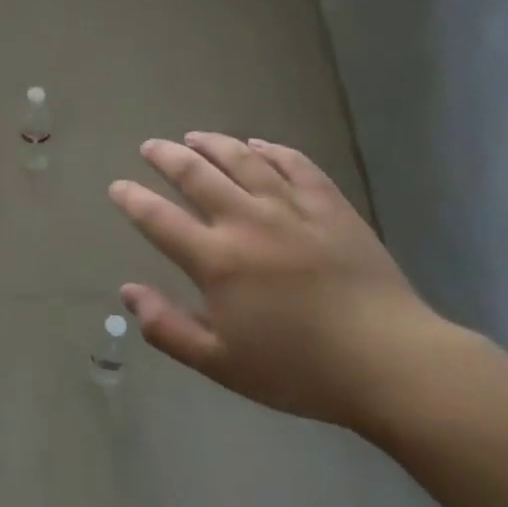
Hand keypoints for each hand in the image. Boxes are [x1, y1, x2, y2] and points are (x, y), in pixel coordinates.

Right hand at [109, 133, 457, 431]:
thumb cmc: (297, 369)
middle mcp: (247, 222)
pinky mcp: (329, 205)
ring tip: (194, 137)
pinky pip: (294, 164)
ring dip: (212, 143)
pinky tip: (257, 145)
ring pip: (242, 159)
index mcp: (216, 260)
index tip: (118, 186)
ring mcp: (291, 208)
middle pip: (196, 175)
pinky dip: (270, 149)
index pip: (159, 219)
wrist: (389, 361)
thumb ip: (167, 327)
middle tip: (150, 146)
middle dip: (166, 157)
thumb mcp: (220, 363)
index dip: (133, 199)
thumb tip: (127, 292)